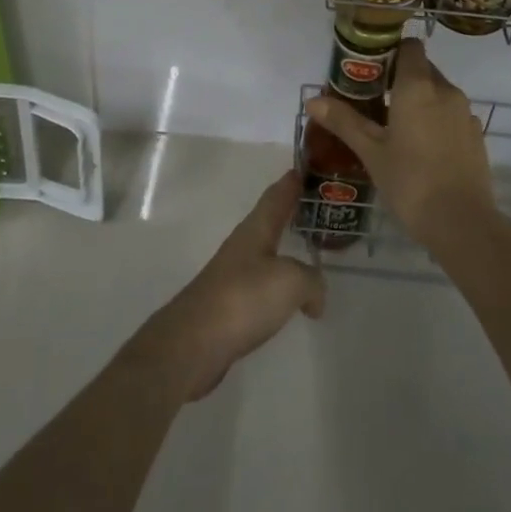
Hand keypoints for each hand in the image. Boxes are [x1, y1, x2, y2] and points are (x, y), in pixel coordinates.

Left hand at [133, 172, 326, 400]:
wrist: (195, 343)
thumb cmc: (244, 298)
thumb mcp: (291, 282)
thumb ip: (312, 281)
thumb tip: (315, 297)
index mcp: (256, 229)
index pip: (277, 195)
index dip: (291, 182)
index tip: (304, 168)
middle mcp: (243, 245)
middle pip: (269, 221)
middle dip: (289, 213)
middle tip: (314, 207)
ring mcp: (233, 275)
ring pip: (265, 253)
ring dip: (284, 249)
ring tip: (307, 251)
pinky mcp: (229, 306)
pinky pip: (261, 285)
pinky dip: (278, 285)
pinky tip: (289, 298)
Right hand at [304, 38, 495, 248]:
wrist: (463, 224)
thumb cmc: (410, 182)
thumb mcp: (371, 152)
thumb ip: (344, 121)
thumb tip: (312, 101)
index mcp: (418, 86)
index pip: (409, 47)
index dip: (390, 51)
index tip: (370, 69)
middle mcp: (445, 90)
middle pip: (422, 69)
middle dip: (399, 78)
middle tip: (373, 101)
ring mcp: (465, 112)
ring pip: (438, 93)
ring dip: (418, 100)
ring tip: (394, 127)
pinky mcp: (475, 134)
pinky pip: (451, 114)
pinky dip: (435, 120)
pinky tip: (420, 148)